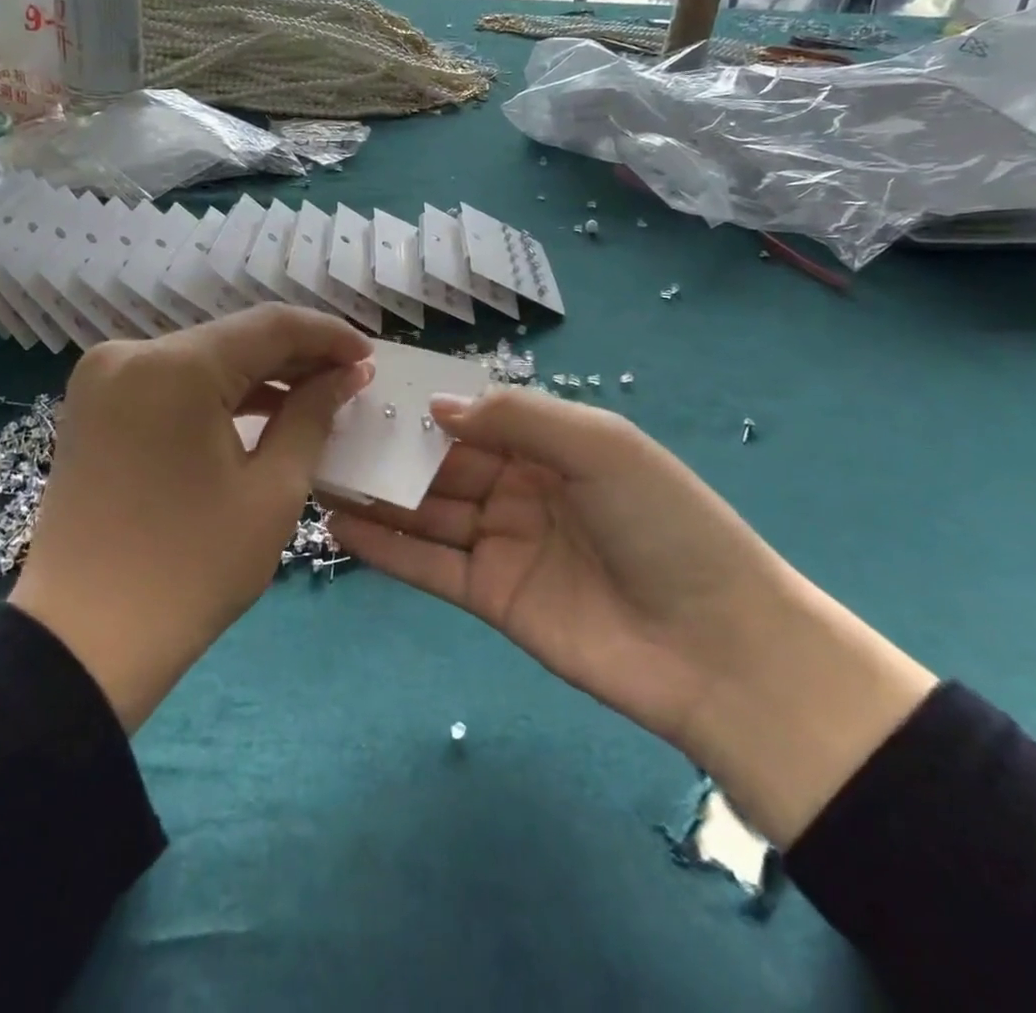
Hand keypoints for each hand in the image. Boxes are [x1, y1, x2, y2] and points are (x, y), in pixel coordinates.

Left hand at [12, 305, 372, 732]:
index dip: (328, 335)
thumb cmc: (191, 569)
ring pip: (202, 358)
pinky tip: (259, 410)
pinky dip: (216, 392)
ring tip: (314, 396)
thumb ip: (312, 415)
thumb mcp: (272, 491)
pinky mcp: (94, 405)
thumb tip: (346, 374)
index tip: (369, 355)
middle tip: (349, 378)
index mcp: (176, 367)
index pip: (270, 326)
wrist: (84, 642)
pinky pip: (171, 381)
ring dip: (258, 374)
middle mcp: (131, 353)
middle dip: (296, 356)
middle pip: (233, 338)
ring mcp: (104, 377)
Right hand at [329, 390, 935, 846]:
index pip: (473, 414)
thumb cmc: (664, 525)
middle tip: (323, 431)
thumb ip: (517, 420)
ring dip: (375, 494)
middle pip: (441, 461)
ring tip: (316, 473)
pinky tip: (339, 528)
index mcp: (549, 444)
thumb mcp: (600, 447)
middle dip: (388, 447)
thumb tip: (435, 405)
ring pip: (426, 511)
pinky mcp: (489, 597)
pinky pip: (428, 565)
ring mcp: (501, 543)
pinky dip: (385, 547)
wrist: (718, 649)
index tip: (366, 386)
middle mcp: (519, 487)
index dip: (423, 401)